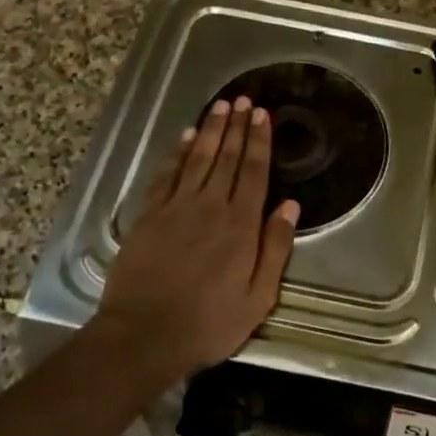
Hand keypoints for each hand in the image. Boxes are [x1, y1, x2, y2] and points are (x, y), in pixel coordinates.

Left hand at [96, 98, 297, 387]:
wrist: (143, 335)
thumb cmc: (209, 323)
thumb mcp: (258, 297)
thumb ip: (276, 248)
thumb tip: (291, 206)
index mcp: (241, 226)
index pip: (254, 172)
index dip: (259, 142)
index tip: (263, 115)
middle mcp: (210, 208)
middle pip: (226, 158)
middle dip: (237, 127)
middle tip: (244, 99)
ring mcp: (176, 209)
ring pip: (197, 159)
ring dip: (210, 131)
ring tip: (220, 106)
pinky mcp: (148, 216)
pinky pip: (166, 176)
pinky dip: (176, 154)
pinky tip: (184, 138)